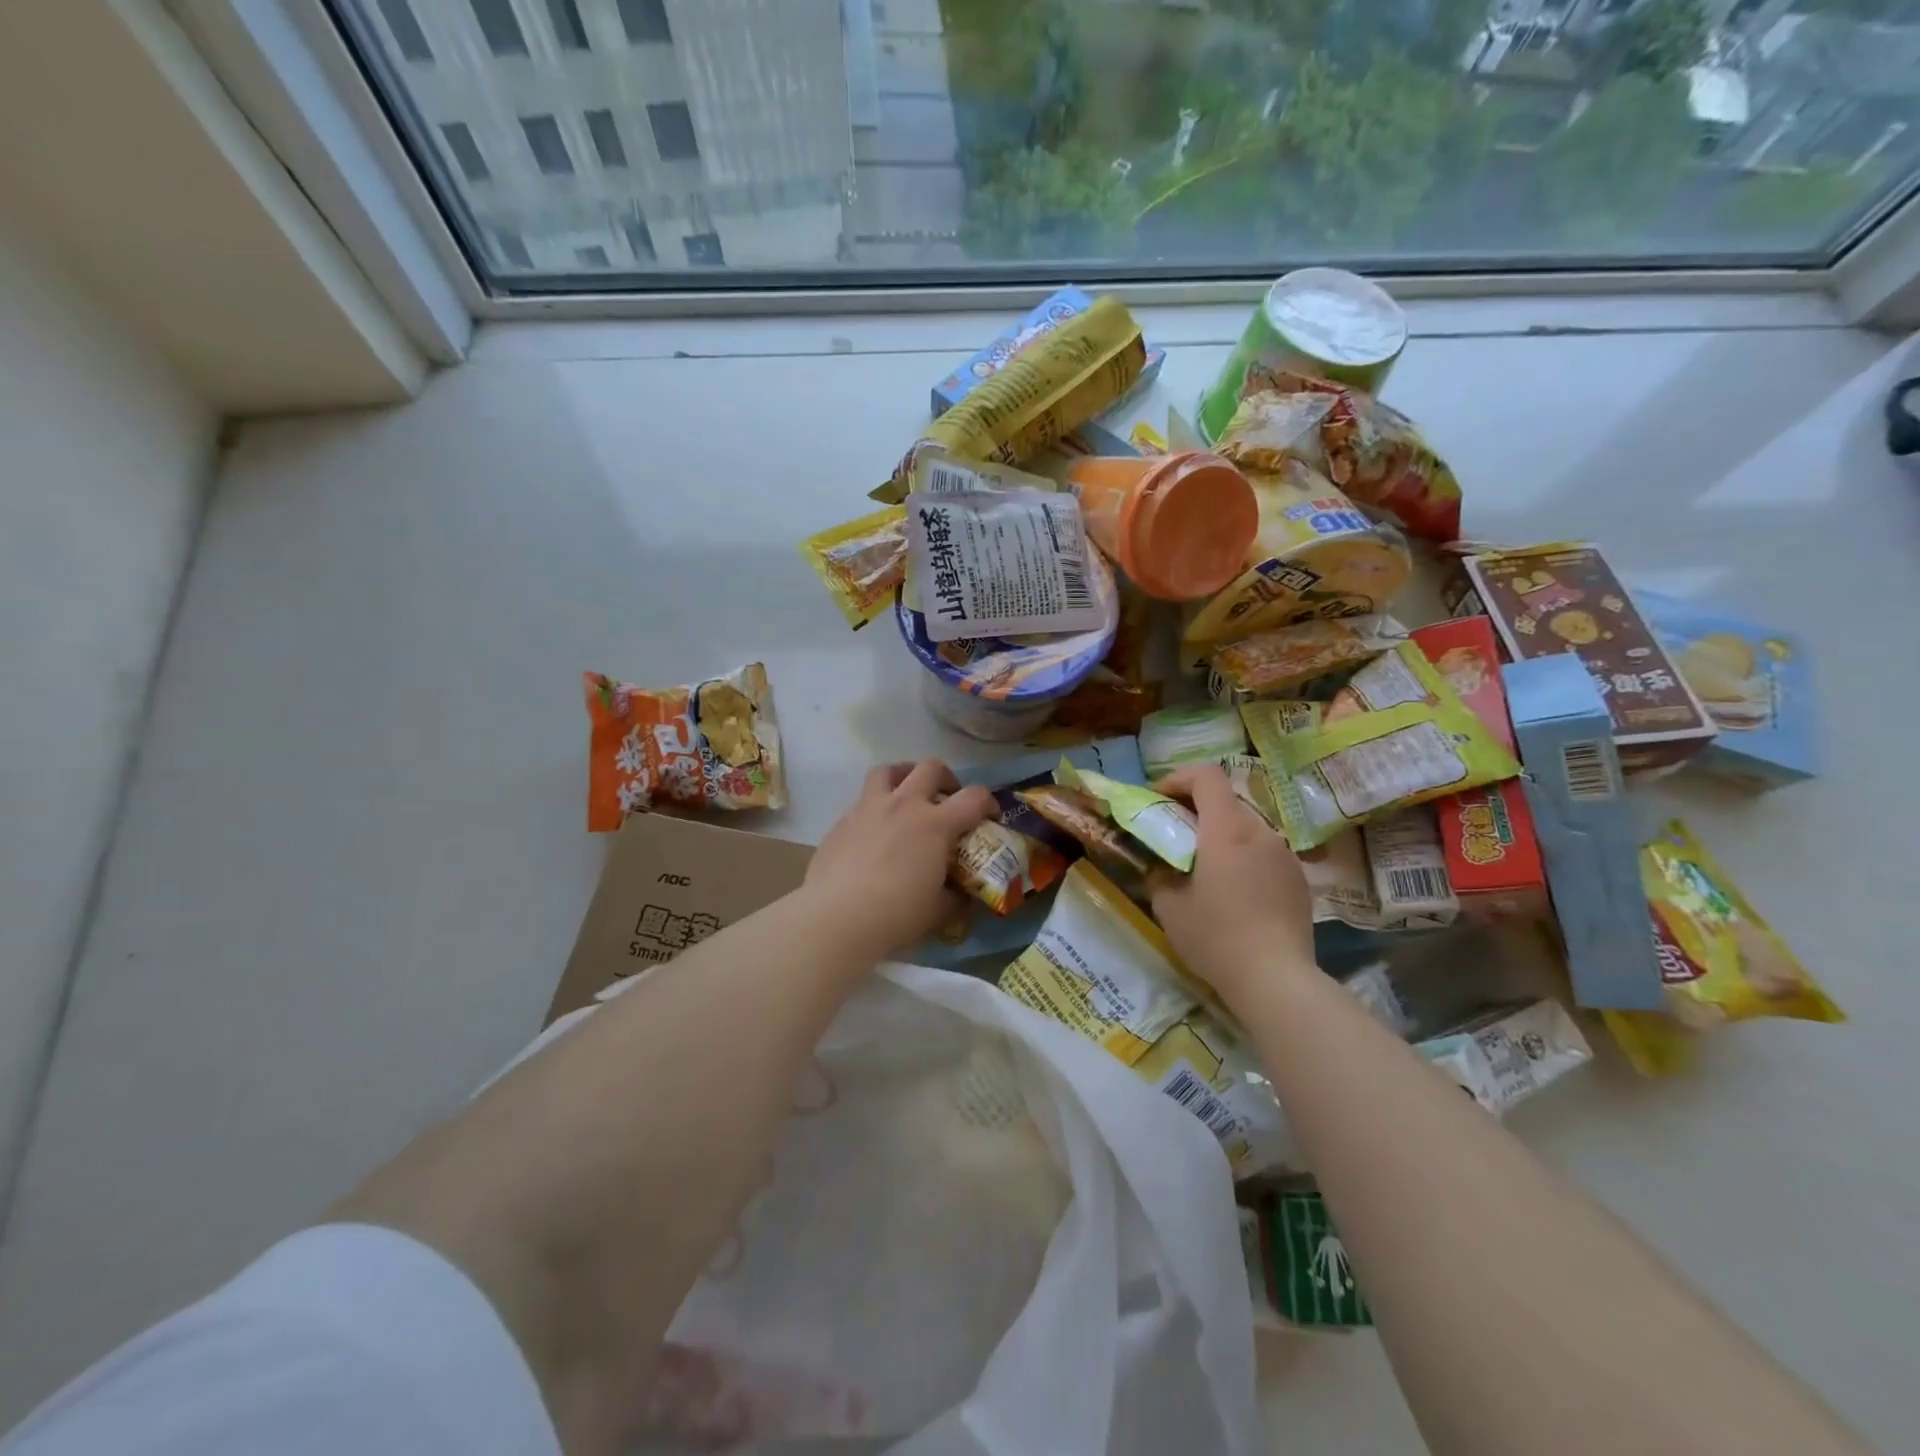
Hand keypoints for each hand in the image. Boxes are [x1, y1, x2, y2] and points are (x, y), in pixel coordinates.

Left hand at [803, 761, 997, 958]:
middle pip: (930, 768)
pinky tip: (874, 833)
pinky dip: (875, 807)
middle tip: (947, 799)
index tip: (990, 816)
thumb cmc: (896, 914)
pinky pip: (862, 800)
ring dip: (904, 776)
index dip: (988, 802)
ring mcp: (868, 808)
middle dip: (946, 779)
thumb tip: (962, 895)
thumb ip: (955, 897)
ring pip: (888, 770)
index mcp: (935, 824)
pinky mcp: (841, 821)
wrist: (837, 918)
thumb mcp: (938, 911)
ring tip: (906, 796)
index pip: (973, 798)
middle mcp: (904, 805)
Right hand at [1150, 763, 1316, 1007]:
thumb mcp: (1168, 906)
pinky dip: (1244, 857)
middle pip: (1226, 800)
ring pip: (1247, 827)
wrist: (1276, 979)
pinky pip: (1265, 853)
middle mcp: (1260, 832)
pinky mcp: (1299, 879)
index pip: (1207, 775)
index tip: (1159, 798)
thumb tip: (1159, 866)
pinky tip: (1235, 893)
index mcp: (1226, 829)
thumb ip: (1159, 874)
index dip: (1179, 778)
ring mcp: (1285, 854)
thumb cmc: (1215, 937)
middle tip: (1175, 835)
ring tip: (1205, 868)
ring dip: (1222, 835)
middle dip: (1196, 809)